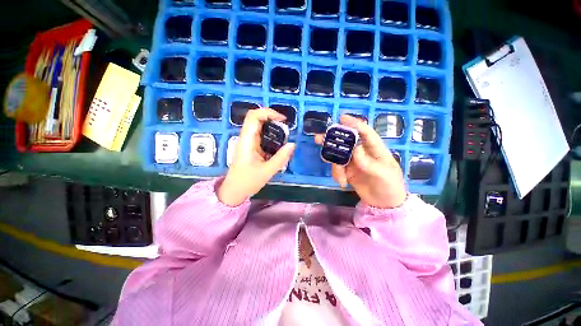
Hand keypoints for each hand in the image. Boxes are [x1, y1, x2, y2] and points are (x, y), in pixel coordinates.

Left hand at [218, 108, 295, 206]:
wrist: (234, 191)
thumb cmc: (247, 181)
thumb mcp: (267, 171)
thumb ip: (281, 158)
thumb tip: (292, 144)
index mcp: (247, 141)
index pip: (254, 116)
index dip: (268, 112)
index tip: (282, 120)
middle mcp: (246, 138)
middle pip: (257, 118)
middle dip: (272, 119)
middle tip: (286, 127)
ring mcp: (249, 142)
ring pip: (260, 126)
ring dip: (273, 127)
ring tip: (285, 135)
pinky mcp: (252, 147)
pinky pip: (262, 136)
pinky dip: (272, 135)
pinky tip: (279, 143)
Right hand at [315, 115, 405, 208]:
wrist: (383, 203)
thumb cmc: (390, 186)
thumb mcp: (383, 175)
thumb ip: (369, 163)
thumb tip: (356, 149)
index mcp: (375, 149)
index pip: (365, 132)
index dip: (354, 124)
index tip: (341, 118)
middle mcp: (362, 152)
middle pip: (346, 141)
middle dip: (332, 139)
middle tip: (318, 139)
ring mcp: (353, 161)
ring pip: (337, 156)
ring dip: (334, 165)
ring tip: (340, 178)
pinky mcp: (347, 170)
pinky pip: (336, 168)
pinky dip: (336, 174)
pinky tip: (342, 183)